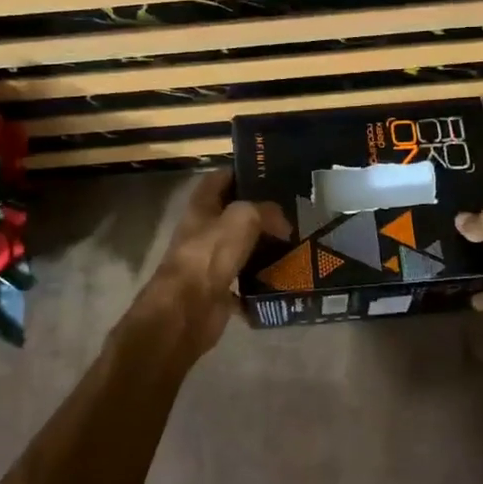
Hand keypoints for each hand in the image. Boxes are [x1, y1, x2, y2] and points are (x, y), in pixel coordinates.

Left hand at [132, 169, 288, 357]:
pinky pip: (245, 281)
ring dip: (263, 246)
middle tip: (293, 211)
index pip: (220, 178)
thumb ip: (265, 211)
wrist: (187, 310)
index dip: (243, 173)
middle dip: (260, 212)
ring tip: (295, 241)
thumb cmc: (209, 255)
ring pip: (241, 247)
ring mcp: (209, 261)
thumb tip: (283, 224)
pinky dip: (262, 281)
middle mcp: (203, 231)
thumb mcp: (243, 218)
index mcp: (201, 207)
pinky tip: (285, 277)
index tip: (272, 174)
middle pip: (233, 214)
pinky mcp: (218, 289)